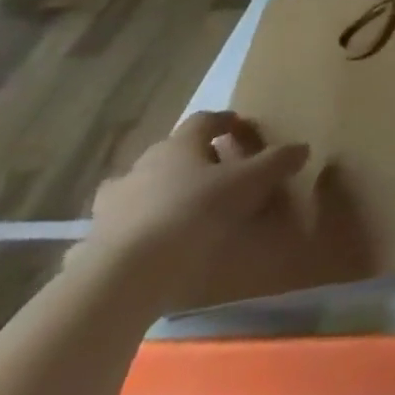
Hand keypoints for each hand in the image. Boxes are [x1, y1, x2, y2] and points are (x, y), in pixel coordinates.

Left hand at [72, 111, 310, 312]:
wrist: (127, 274)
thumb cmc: (195, 213)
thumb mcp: (251, 183)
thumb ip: (277, 162)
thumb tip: (301, 148)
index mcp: (179, 145)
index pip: (204, 120)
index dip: (224, 121)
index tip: (239, 126)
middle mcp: (142, 166)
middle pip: (170, 152)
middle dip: (191, 159)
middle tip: (214, 174)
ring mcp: (111, 204)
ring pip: (136, 187)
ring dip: (155, 192)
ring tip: (176, 209)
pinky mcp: (93, 241)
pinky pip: (116, 228)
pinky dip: (131, 231)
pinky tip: (144, 247)